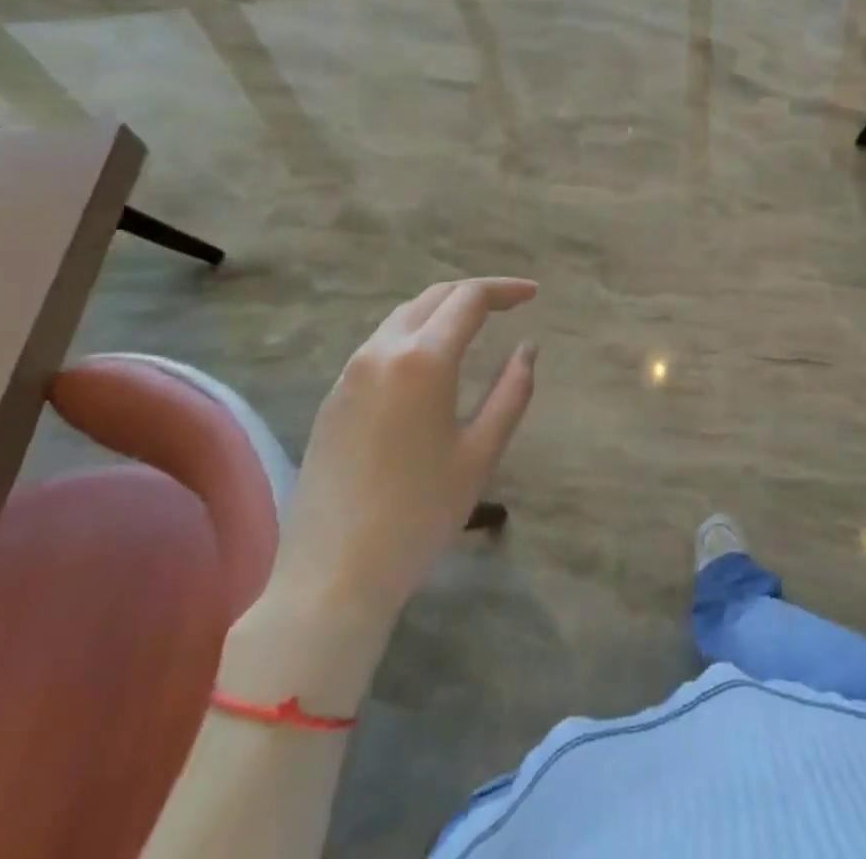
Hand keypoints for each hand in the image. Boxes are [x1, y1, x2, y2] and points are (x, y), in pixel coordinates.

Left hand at [269, 277, 538, 615]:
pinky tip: (429, 361)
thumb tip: (527, 348)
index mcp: (423, 359)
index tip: (533, 294)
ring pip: (402, 317)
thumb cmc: (419, 514)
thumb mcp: (481, 453)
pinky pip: (379, 345)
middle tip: (510, 304)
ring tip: (473, 325)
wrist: (331, 575)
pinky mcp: (333, 397)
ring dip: (441, 310)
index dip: (505, 289)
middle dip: (474, 293)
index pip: (469, 298)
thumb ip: (512, 392)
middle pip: (433, 297)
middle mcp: (382, 351)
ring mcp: (350, 373)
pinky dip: (413, 334)